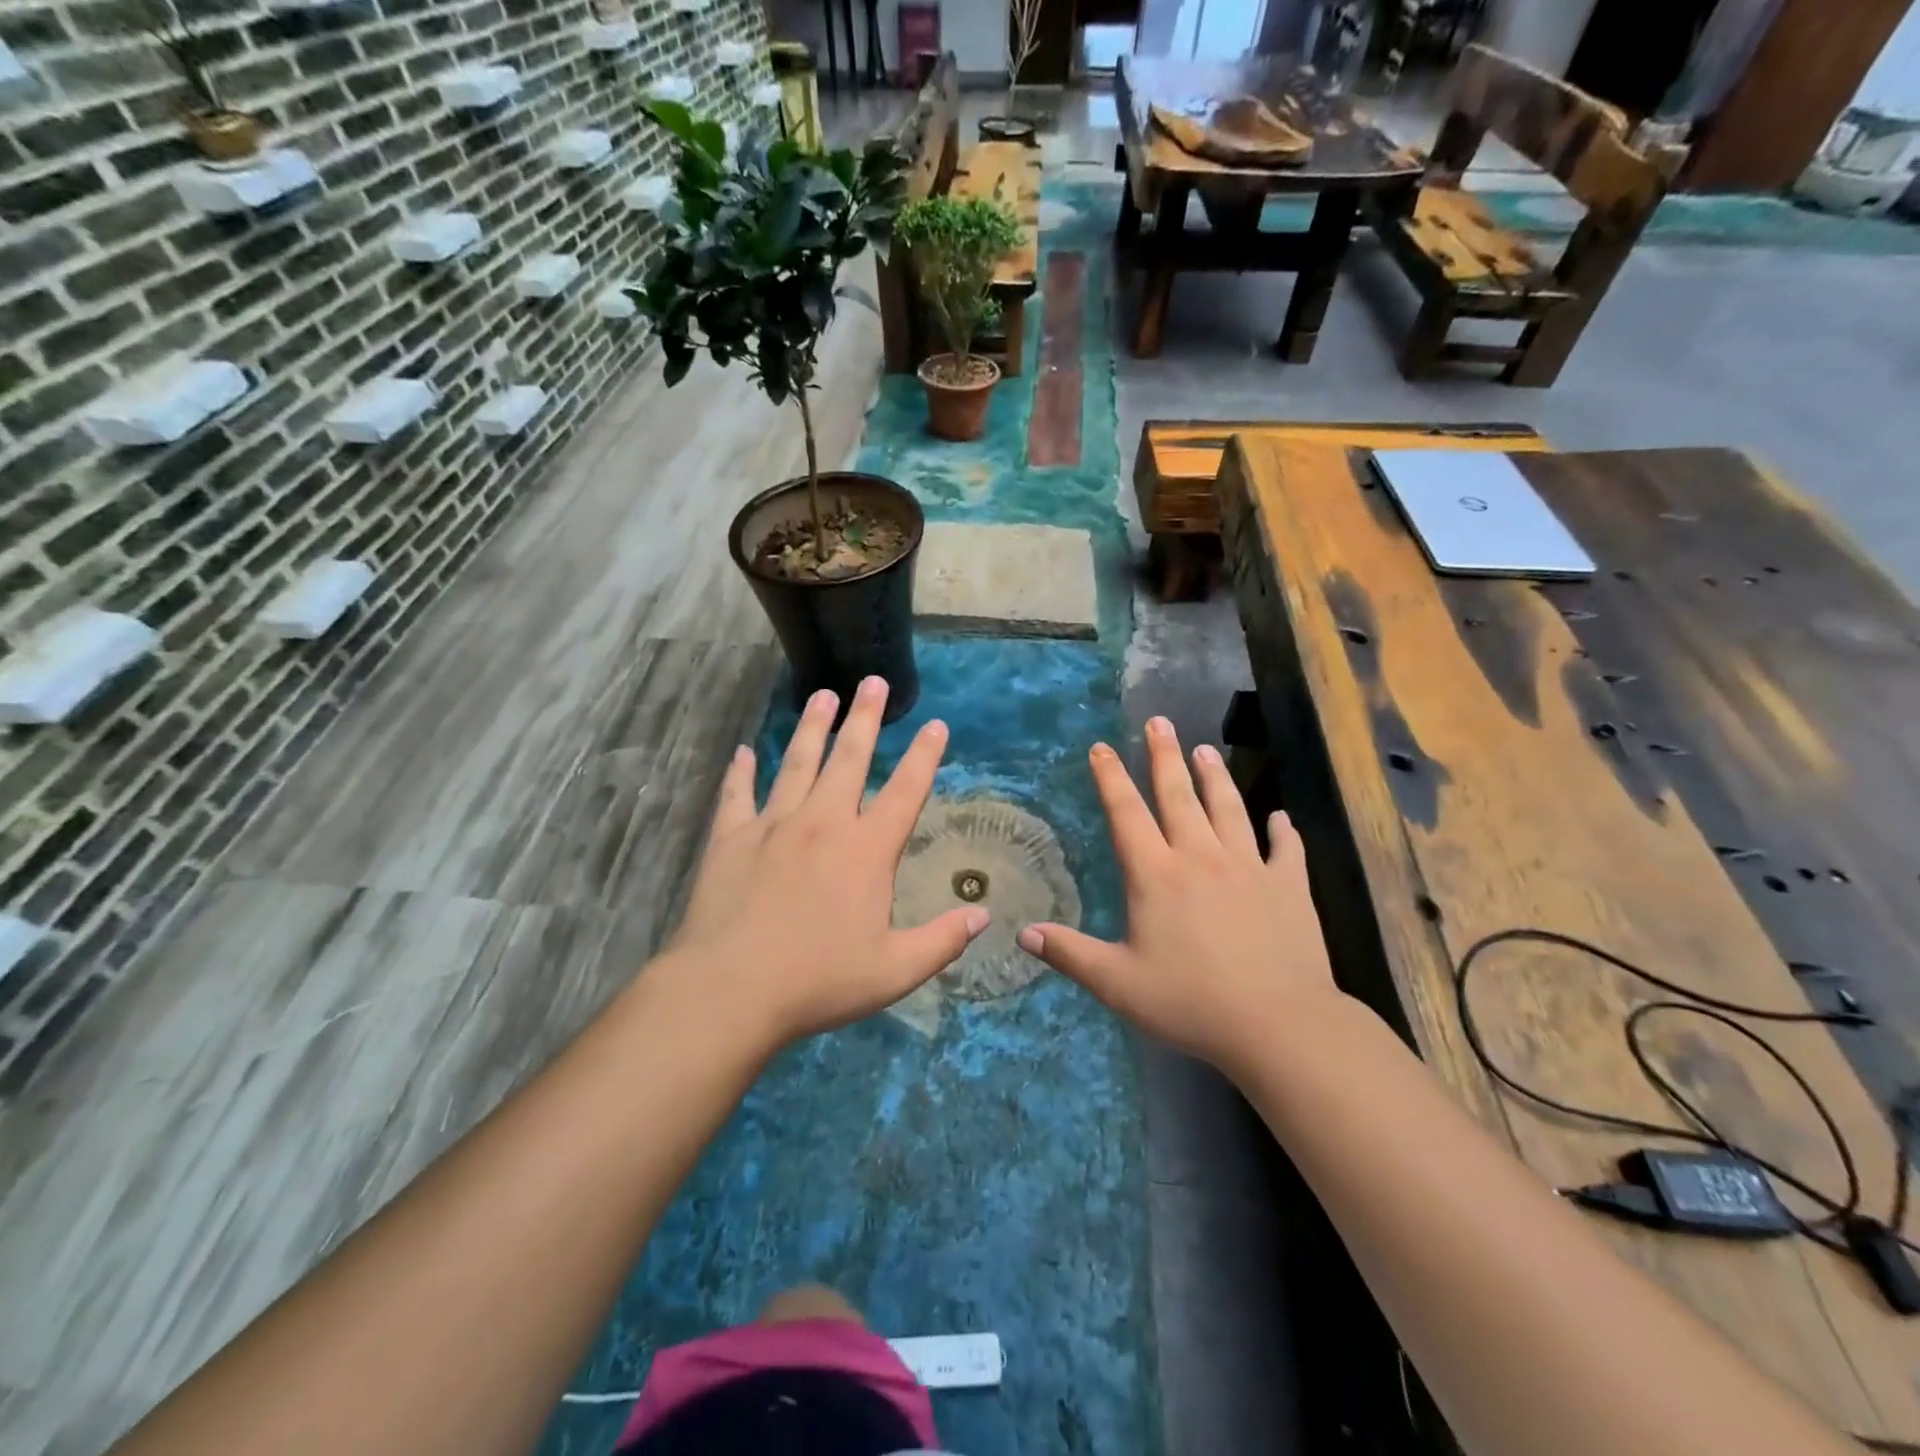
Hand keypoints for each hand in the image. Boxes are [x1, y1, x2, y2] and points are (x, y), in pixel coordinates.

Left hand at [656, 676, 988, 1052]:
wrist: (731, 989)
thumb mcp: (895, 970)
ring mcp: (774, 824)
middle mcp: (823, 822)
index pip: (905, 791)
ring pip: (797, 762)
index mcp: (867, 849)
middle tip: (872, 682)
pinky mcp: (731, 837)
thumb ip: (942, 940)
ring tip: (822, 695)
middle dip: (865, 718)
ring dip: (812, 727)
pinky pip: (738, 794)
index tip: (936, 725)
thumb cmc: (819, 980)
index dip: (924, 756)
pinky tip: (745, 752)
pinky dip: (741, 771)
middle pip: (849, 758)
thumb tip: (982, 915)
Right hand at [1017, 716, 1341, 1077]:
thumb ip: (1070, 954)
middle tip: (1159, 722)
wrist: (1277, 1024)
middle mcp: (1200, 857)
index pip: (1127, 814)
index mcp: (1156, 874)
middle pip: (1178, 796)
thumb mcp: (1117, 983)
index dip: (1111, 778)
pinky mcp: (1289, 886)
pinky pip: (1286, 850)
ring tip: (1205, 749)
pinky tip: (1280, 817)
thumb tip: (1023, 933)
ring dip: (1215, 777)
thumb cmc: (1190, 1002)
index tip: (1102, 747)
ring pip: (1228, 809)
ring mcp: (1249, 867)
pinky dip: (1283, 831)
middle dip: (1164, 756)